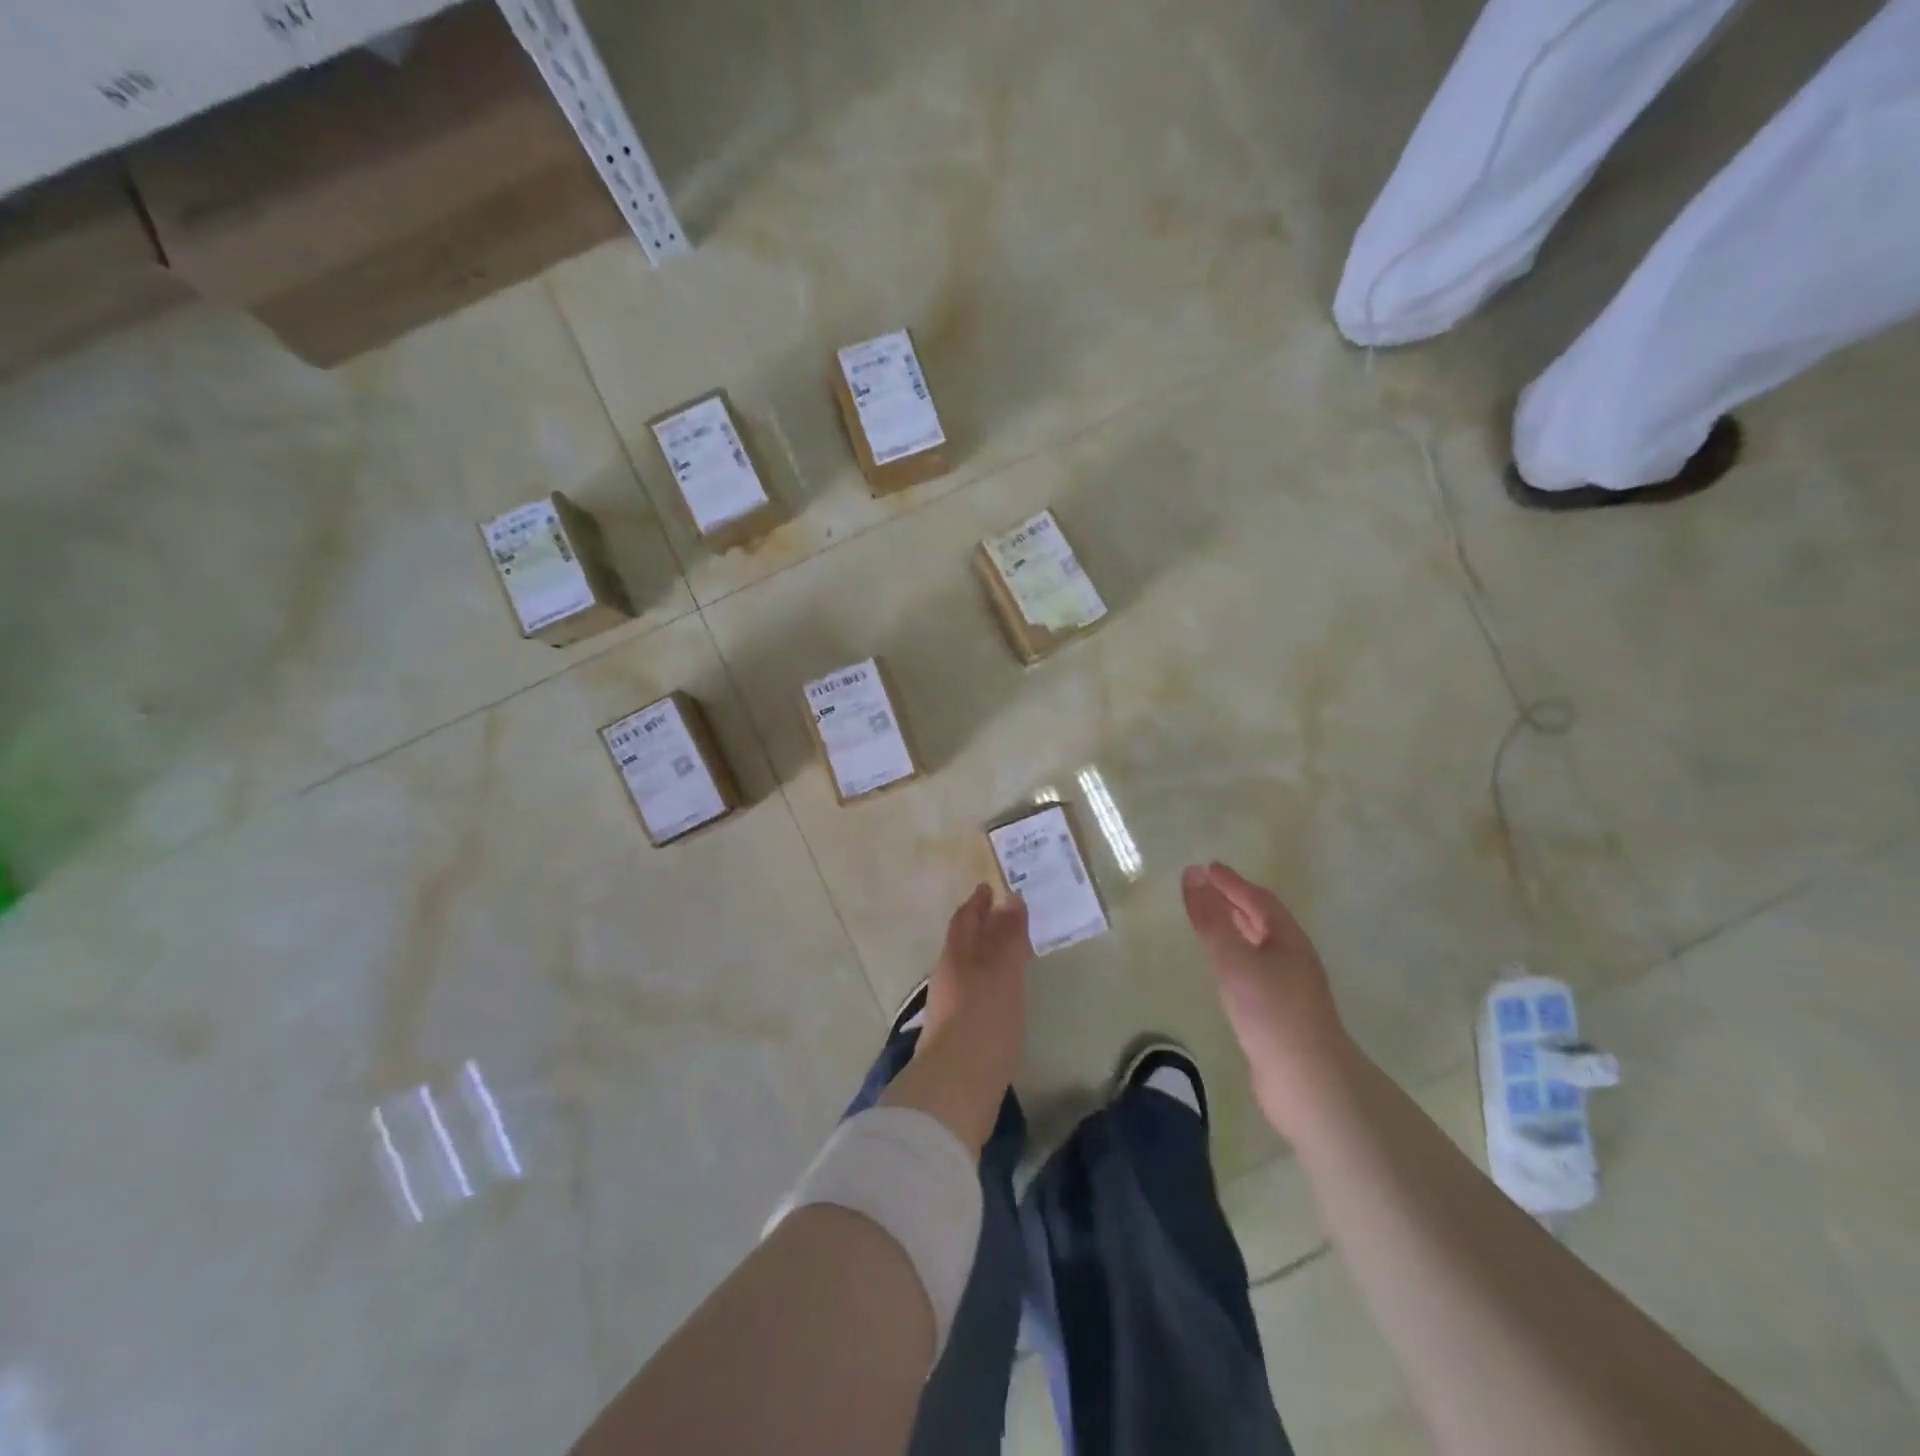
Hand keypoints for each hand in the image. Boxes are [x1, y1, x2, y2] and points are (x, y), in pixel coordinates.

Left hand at [882, 884, 1029, 1153]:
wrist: (957, 1084)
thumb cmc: (984, 1018)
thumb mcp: (1003, 971)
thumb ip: (1008, 936)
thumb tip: (1012, 899)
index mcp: (956, 957)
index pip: (965, 920)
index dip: (977, 902)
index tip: (988, 888)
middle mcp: (948, 976)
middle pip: (963, 942)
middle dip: (979, 926)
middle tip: (1000, 914)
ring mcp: (949, 1006)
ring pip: (967, 967)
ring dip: (983, 954)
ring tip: (1006, 951)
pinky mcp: (956, 1033)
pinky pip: (973, 992)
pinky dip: (987, 981)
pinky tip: (999, 992)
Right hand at [1182, 861, 1351, 1137]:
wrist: (1308, 1082)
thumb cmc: (1271, 1012)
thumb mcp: (1234, 959)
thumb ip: (1212, 918)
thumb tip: (1192, 874)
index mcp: (1287, 939)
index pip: (1258, 899)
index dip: (1232, 882)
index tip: (1206, 867)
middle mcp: (1293, 958)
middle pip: (1263, 920)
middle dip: (1235, 901)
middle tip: (1206, 888)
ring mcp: (1290, 988)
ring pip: (1260, 946)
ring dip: (1236, 928)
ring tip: (1211, 921)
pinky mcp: (1281, 1014)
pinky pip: (1255, 970)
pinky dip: (1236, 957)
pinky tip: (1223, 970)